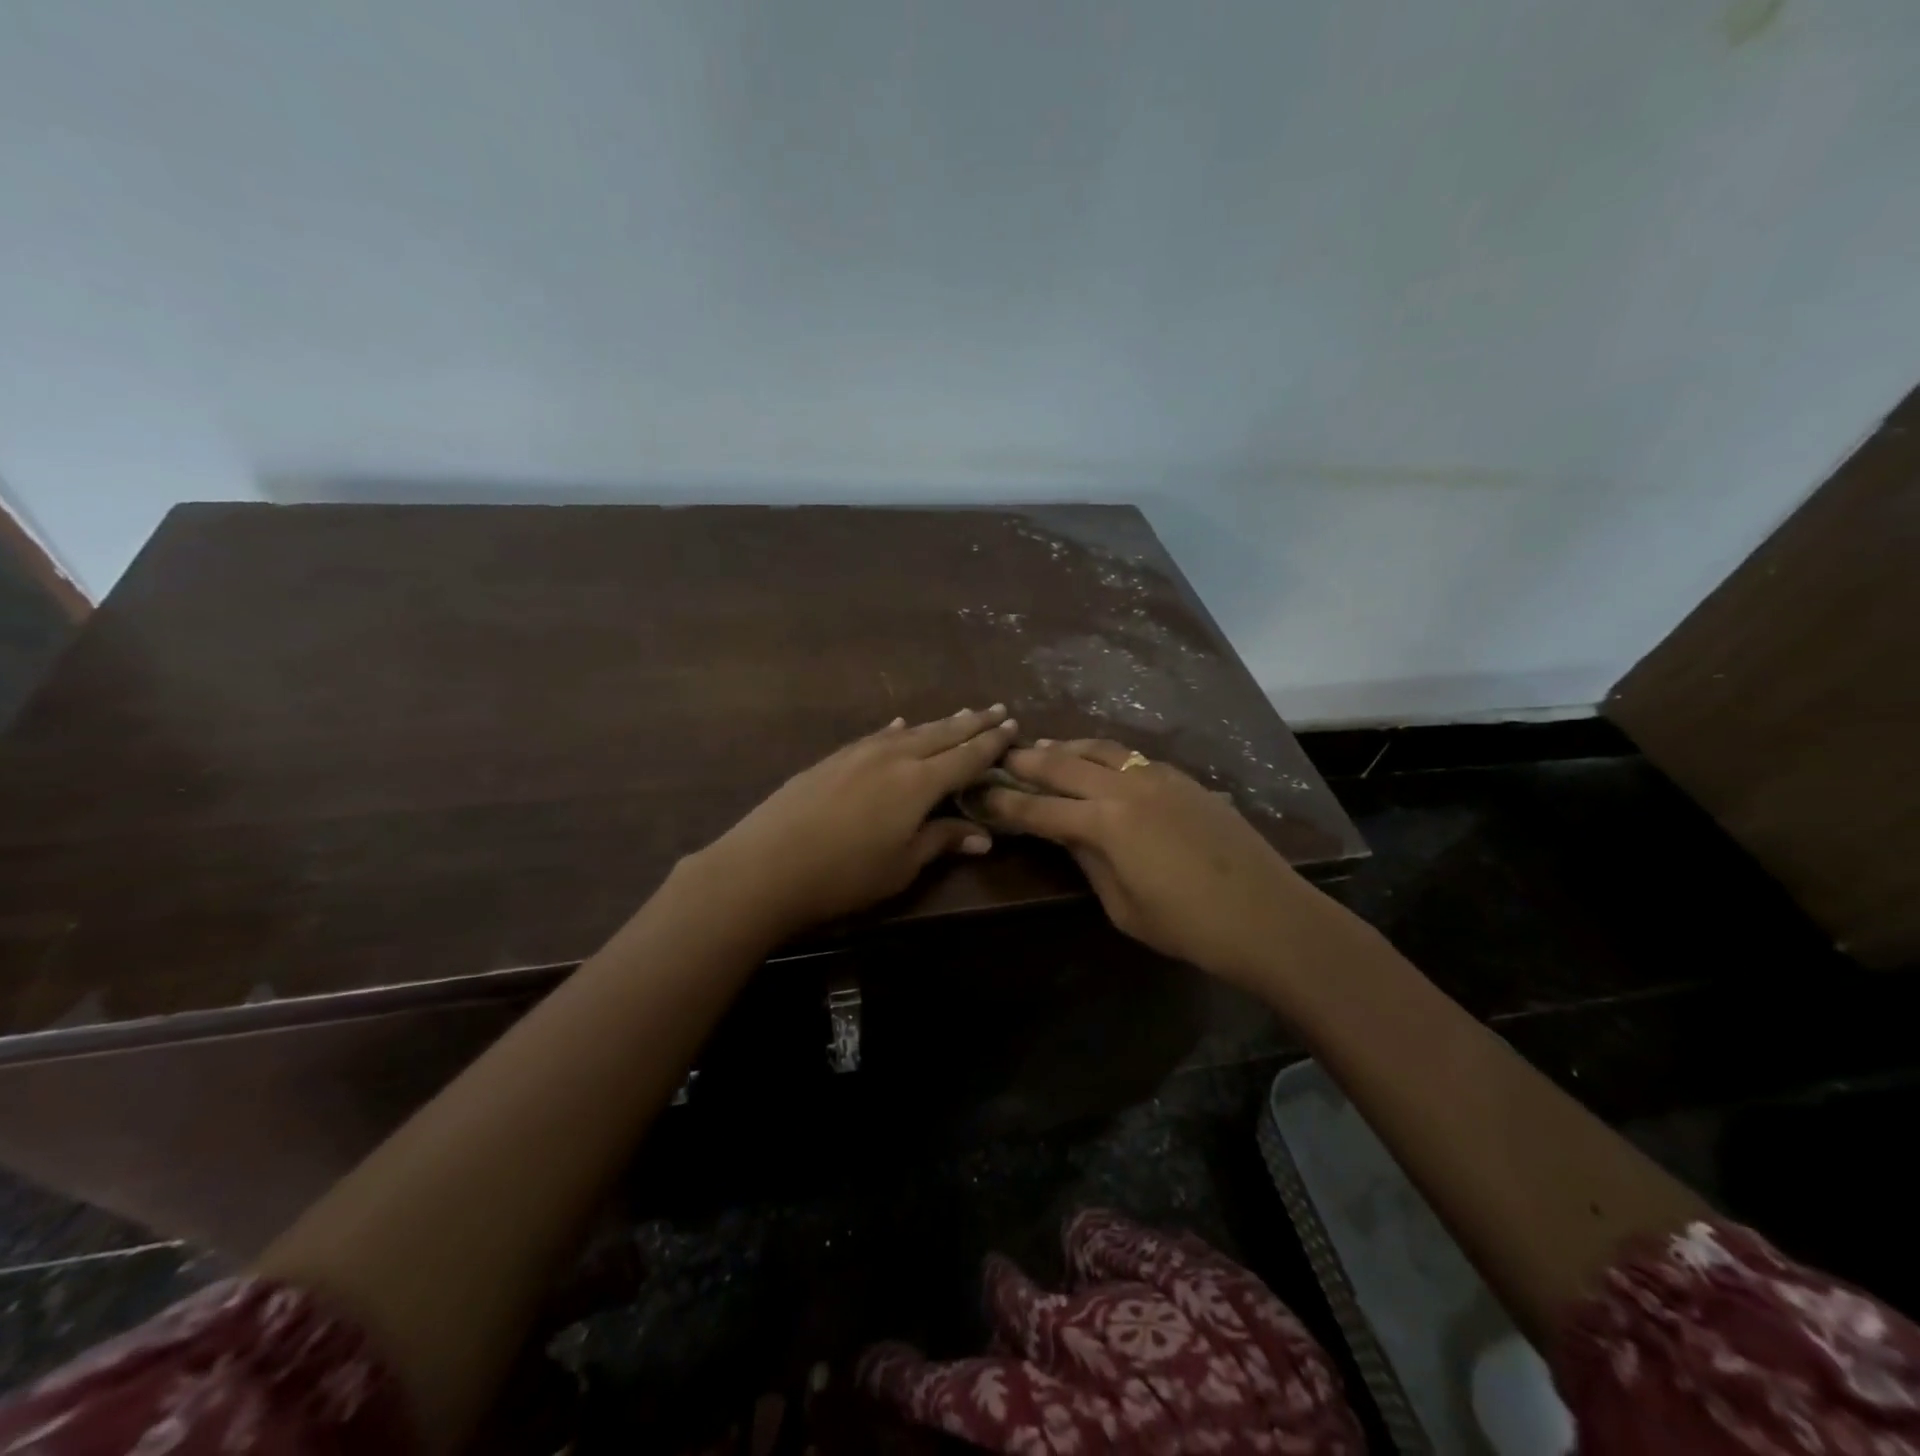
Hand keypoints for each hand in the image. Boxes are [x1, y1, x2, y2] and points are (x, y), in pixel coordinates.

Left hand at [689, 706, 1020, 938]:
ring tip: (961, 714)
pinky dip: (897, 730)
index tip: (1013, 726)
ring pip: (911, 731)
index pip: (967, 756)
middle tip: (997, 709)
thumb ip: (941, 841)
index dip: (992, 743)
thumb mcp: (901, 865)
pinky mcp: (834, 758)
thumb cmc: (844, 875)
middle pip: (942, 734)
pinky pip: (877, 735)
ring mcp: (860, 752)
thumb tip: (983, 836)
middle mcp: (895, 756)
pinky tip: (900, 725)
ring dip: (939, 722)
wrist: (767, 864)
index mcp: (919, 783)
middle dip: (972, 723)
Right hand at [981, 739, 1343, 986]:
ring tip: (1045, 747)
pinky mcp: (1185, 779)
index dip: (1004, 802)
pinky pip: (1133, 757)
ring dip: (1067, 746)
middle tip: (1001, 754)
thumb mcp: (1123, 906)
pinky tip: (1100, 762)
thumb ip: (1089, 861)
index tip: (977, 792)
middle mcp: (1127, 788)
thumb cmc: (1189, 926)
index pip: (1039, 809)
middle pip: (1064, 763)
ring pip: (1101, 749)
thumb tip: (1067, 834)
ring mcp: (1159, 778)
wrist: (1268, 916)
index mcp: (1105, 824)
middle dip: (1027, 759)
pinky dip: (1105, 754)